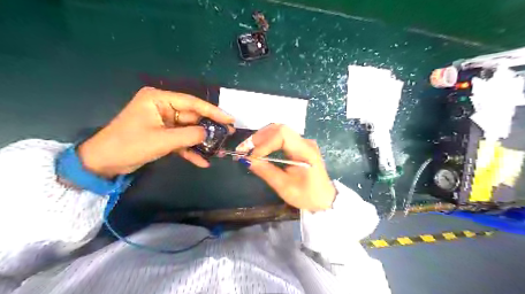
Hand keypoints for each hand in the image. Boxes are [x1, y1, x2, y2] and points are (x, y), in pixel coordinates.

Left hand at [77, 86, 232, 177]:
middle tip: (228, 135)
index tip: (230, 119)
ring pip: (189, 129)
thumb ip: (189, 135)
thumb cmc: (129, 145)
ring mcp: (164, 122)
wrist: (103, 163)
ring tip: (219, 149)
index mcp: (159, 100)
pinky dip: (190, 150)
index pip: (192, 103)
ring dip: (201, 141)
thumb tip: (209, 133)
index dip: (213, 111)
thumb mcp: (162, 140)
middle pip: (192, 116)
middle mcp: (163, 107)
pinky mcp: (163, 135)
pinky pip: (181, 140)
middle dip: (209, 128)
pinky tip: (202, 161)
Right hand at [236, 124, 333, 210]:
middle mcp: (304, 141)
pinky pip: (281, 137)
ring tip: (249, 149)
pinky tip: (260, 150)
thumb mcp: (284, 187)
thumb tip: (246, 160)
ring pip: (279, 131)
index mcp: (305, 151)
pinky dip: (268, 141)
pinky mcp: (299, 146)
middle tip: (245, 149)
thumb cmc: (307, 195)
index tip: (252, 157)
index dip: (264, 143)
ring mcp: (302, 142)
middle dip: (260, 137)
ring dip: (262, 138)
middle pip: (279, 129)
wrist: (324, 199)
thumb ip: (266, 171)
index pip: (282, 135)